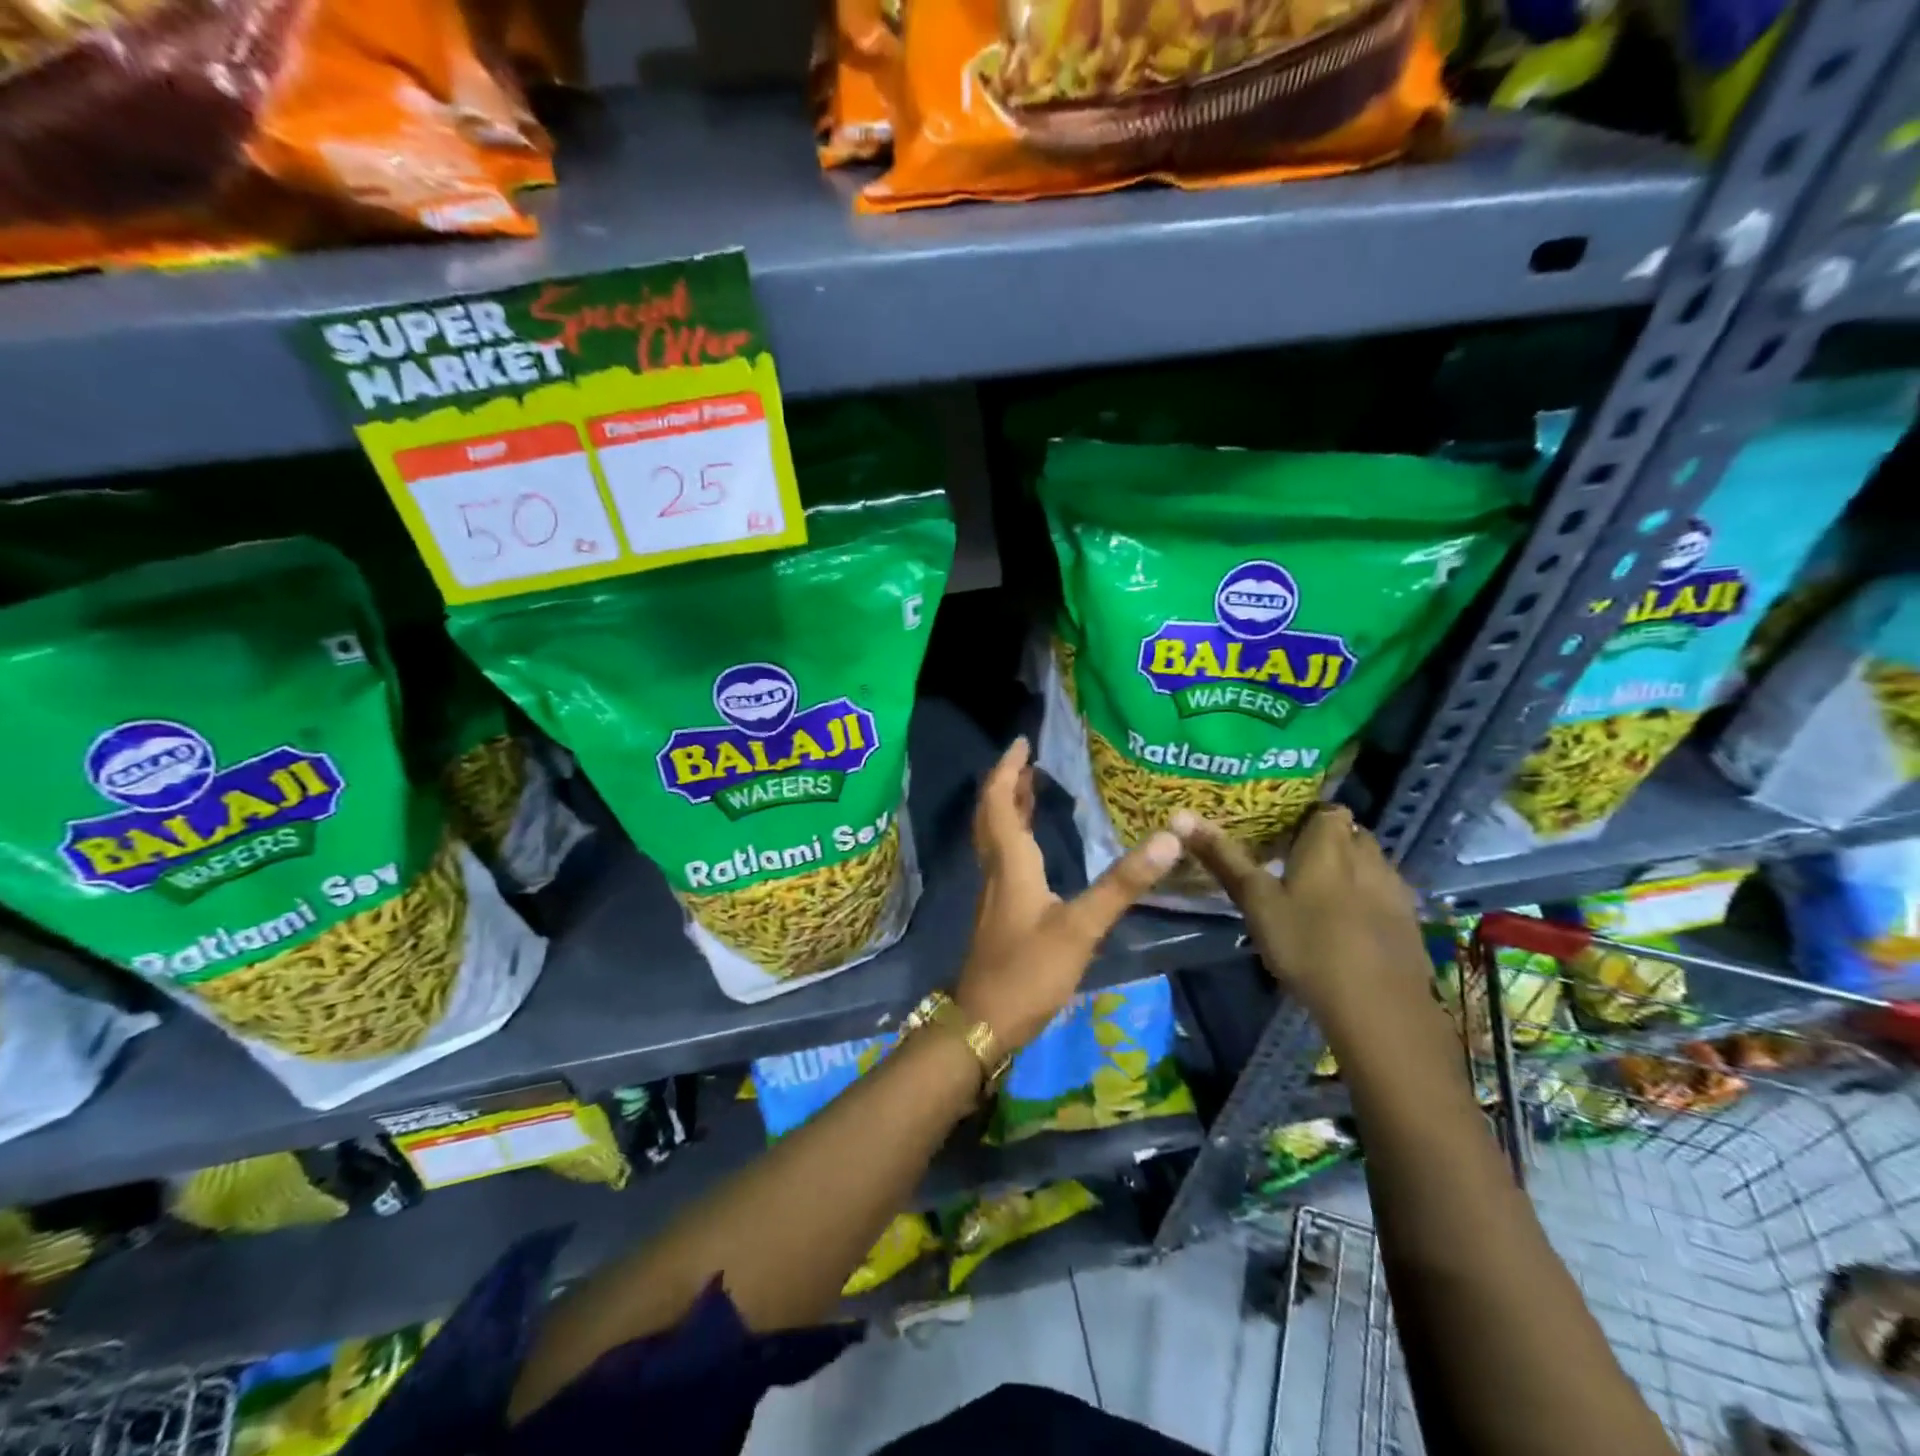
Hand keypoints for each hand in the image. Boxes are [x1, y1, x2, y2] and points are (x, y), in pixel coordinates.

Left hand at [956, 737, 1185, 1051]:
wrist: (984, 1022)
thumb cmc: (1028, 971)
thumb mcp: (1081, 927)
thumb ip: (1122, 883)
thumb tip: (1168, 837)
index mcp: (1011, 862)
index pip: (1001, 801)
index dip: (1008, 769)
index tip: (1022, 742)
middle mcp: (997, 869)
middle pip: (992, 814)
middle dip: (1007, 783)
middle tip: (1028, 760)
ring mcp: (995, 893)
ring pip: (995, 836)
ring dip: (1009, 808)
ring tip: (1031, 788)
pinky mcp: (1000, 913)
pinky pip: (1003, 857)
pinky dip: (1015, 836)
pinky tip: (1034, 847)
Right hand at [1175, 804, 1428, 1021]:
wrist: (1379, 1007)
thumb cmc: (1308, 944)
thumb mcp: (1256, 901)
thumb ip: (1223, 858)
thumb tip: (1180, 815)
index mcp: (1330, 842)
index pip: (1325, 808)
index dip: (1305, 817)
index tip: (1279, 835)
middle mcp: (1369, 855)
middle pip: (1348, 834)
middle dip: (1325, 843)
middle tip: (1290, 864)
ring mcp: (1395, 889)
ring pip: (1368, 865)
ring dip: (1347, 872)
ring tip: (1315, 896)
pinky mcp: (1409, 922)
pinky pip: (1383, 896)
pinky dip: (1365, 901)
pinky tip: (1345, 927)